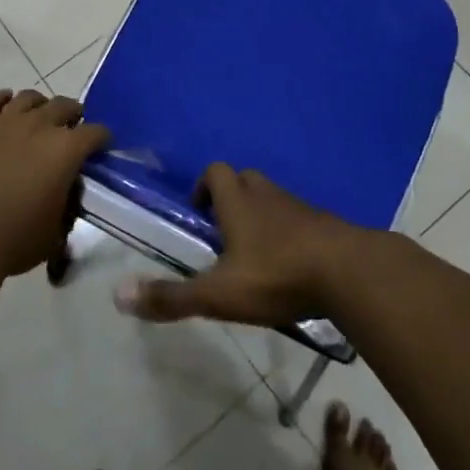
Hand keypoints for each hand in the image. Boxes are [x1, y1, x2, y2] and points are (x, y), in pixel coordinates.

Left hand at [0, 89, 110, 279]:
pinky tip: (5, 104)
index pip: (95, 133)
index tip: (101, 146)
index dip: (101, 139)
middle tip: (71, 127)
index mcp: (66, 150)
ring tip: (37, 117)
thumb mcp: (54, 231)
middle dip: (73, 114)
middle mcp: (38, 125)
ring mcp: (3, 121)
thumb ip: (64, 205)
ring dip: (39, 105)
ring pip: (28, 98)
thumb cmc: (13, 240)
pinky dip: (2, 99)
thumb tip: (64, 192)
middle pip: (64, 105)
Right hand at [115, 164, 362, 326]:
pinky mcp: (327, 225)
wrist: (351, 272)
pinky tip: (292, 264)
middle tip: (224, 232)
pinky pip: (301, 218)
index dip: (203, 187)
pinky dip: (291, 232)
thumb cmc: (278, 276)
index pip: (216, 172)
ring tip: (256, 252)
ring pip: (275, 198)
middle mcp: (268, 196)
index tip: (198, 216)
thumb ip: (172, 297)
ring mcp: (301, 208)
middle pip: (246, 179)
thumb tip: (118, 295)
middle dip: (232, 197)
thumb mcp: (219, 294)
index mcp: (239, 202)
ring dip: (262, 214)